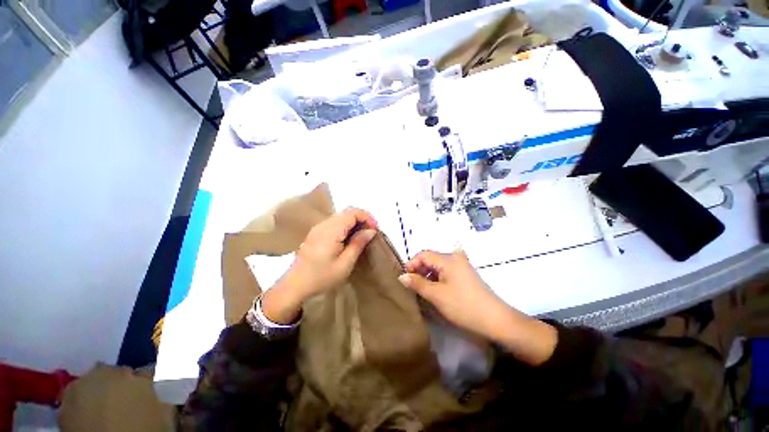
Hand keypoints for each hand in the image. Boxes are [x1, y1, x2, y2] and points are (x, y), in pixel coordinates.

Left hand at [261, 207, 377, 323]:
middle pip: (346, 212)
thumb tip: (371, 231)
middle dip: (362, 218)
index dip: (366, 217)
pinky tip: (349, 238)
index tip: (375, 229)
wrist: (295, 285)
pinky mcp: (316, 232)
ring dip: (354, 222)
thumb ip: (358, 244)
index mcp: (331, 231)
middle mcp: (324, 224)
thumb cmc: (322, 277)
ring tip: (362, 235)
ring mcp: (318, 227)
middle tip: (370, 232)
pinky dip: (346, 226)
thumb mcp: (345, 264)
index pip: (352, 213)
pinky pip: (334, 222)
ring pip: (341, 216)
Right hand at [398, 250, 556, 364]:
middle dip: (419, 270)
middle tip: (412, 285)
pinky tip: (435, 290)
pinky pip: (446, 271)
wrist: (495, 320)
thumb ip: (417, 283)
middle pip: (431, 258)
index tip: (405, 278)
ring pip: (438, 265)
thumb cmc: (463, 306)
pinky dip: (437, 278)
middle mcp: (455, 257)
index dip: (412, 264)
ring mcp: (462, 265)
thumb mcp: (436, 295)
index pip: (424, 254)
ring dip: (428, 275)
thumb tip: (402, 276)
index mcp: (448, 259)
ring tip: (422, 289)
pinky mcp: (465, 274)